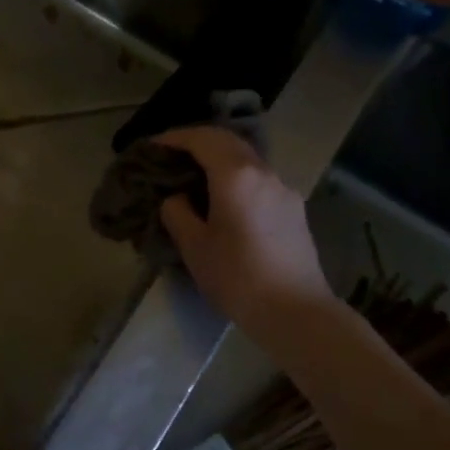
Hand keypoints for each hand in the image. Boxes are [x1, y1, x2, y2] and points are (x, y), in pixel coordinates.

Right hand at [155, 126, 336, 336]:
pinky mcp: (294, 209)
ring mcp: (283, 189)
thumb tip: (177, 198)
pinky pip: (259, 179)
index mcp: (236, 175)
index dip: (175, 138)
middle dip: (198, 142)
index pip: (202, 139)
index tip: (153, 146)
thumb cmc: (238, 277)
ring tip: (196, 178)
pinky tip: (225, 201)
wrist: (295, 312)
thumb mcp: (194, 246)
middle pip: (228, 141)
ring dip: (220, 159)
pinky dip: (236, 177)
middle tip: (172, 156)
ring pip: (247, 159)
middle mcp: (264, 172)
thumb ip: (178, 213)